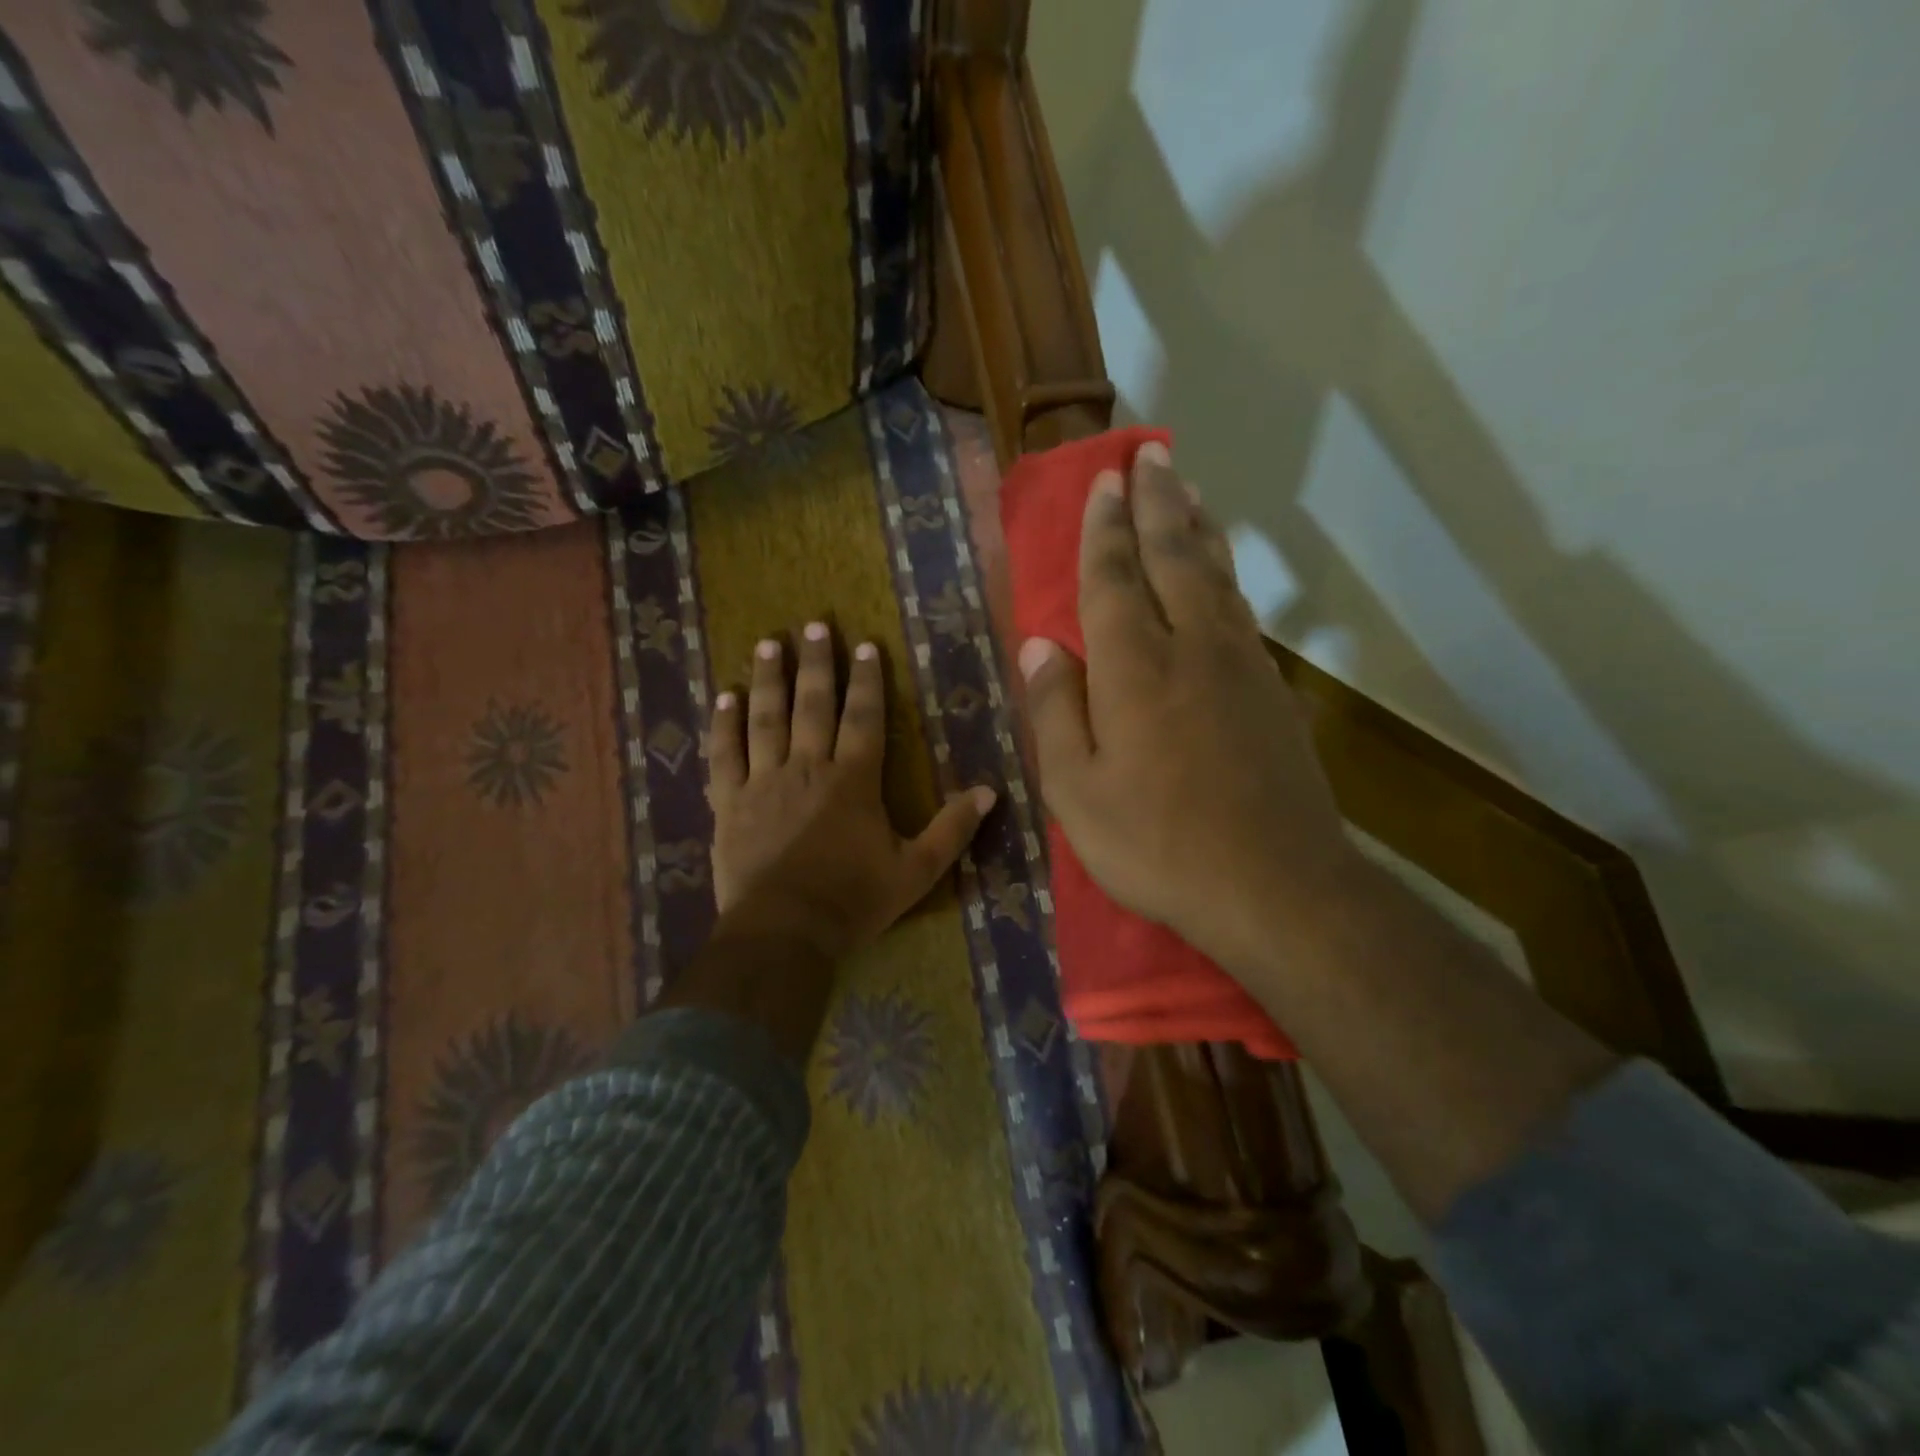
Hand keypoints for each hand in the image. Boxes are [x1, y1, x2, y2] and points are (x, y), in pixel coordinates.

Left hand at [707, 622, 995, 959]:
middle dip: (816, 664)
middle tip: (813, 626)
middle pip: (812, 706)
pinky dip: (724, 725)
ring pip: (765, 720)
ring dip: (768, 680)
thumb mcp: (917, 871)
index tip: (864, 645)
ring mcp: (764, 783)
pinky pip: (724, 756)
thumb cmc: (853, 901)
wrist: (785, 933)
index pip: (864, 718)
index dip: (867, 681)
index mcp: (853, 781)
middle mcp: (808, 769)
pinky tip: (723, 698)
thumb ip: (952, 830)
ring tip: (767, 644)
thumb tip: (989, 792)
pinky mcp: (730, 804)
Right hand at [1019, 443, 1356, 976]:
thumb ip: (1056, 710)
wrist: (1273, 886)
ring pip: (1216, 577)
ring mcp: (1242, 667)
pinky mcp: (1273, 693)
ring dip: (1197, 527)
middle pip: (1173, 557)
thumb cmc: (1156, 844)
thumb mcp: (1076, 791)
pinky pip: (1242, 613)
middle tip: (1150, 455)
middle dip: (1157, 502)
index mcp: (1135, 668)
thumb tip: (1039, 646)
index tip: (1105, 481)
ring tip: (1187, 490)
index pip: (1113, 579)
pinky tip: (1220, 575)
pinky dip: (1226, 577)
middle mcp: (1192, 648)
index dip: (1105, 528)